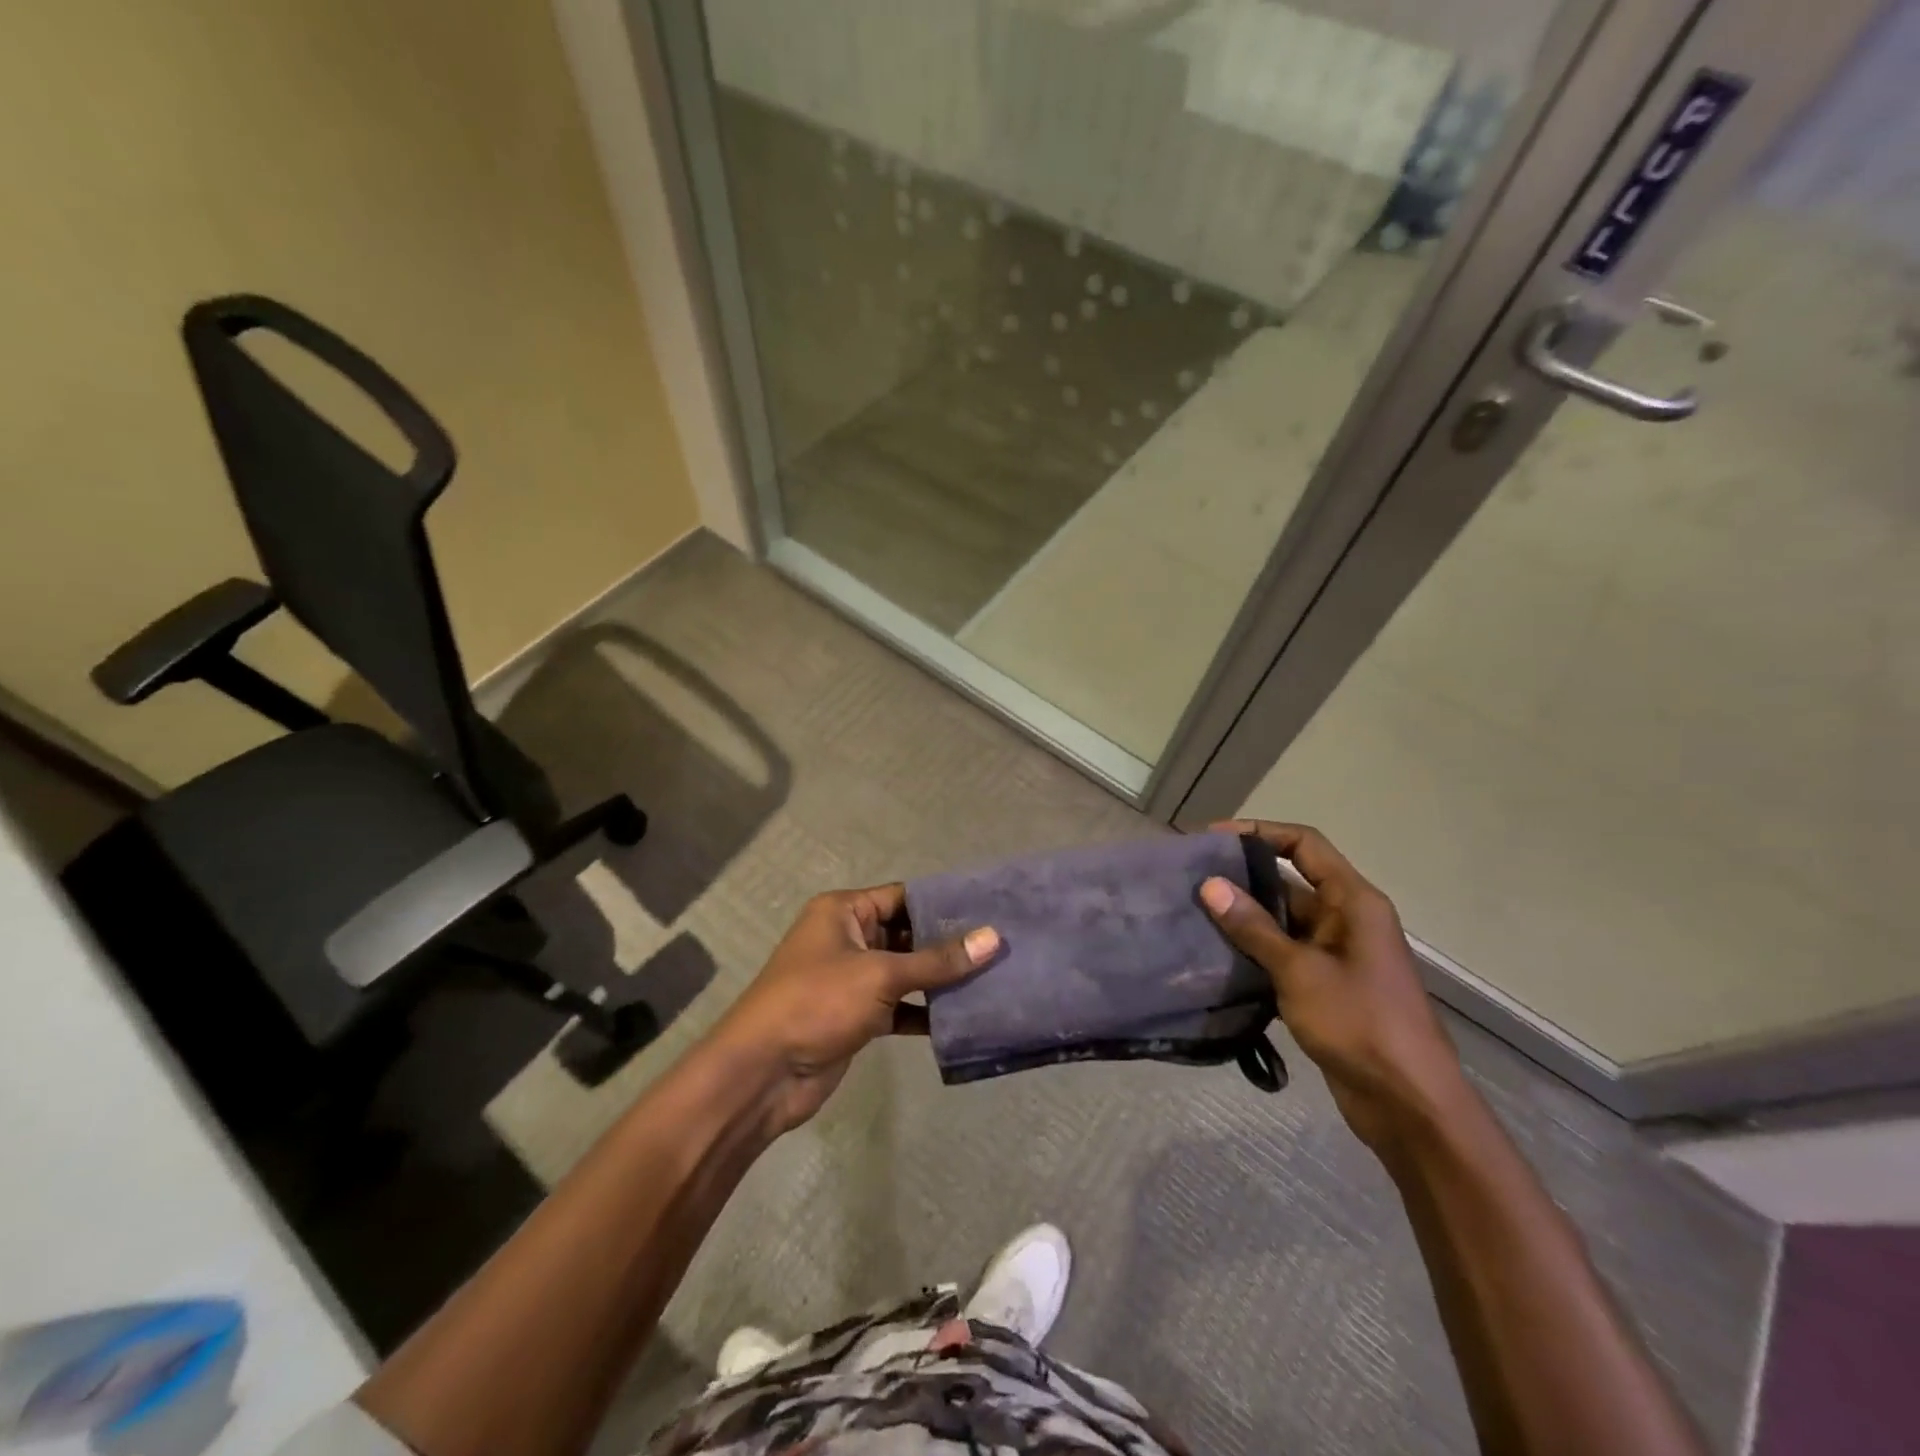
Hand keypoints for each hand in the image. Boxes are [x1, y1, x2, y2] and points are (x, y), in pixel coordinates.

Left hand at [708, 885, 998, 1135]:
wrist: (763, 1074)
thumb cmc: (817, 1003)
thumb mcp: (879, 974)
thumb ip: (937, 960)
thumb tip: (993, 938)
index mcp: (844, 911)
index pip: (903, 896)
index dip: (943, 902)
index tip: (989, 908)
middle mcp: (848, 938)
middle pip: (907, 934)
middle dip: (948, 943)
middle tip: (1000, 945)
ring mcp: (853, 979)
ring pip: (906, 971)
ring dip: (941, 979)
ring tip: (993, 977)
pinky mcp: (858, 1015)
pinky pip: (900, 1005)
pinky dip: (926, 1010)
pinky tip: (964, 1016)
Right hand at [1199, 821, 1465, 1151]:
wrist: (1408, 1104)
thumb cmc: (1360, 1024)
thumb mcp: (1300, 971)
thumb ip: (1253, 927)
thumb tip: (1210, 885)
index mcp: (1354, 901)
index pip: (1303, 845)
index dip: (1259, 832)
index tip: (1213, 839)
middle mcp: (1347, 919)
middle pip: (1290, 881)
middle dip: (1243, 878)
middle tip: (1192, 879)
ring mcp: (1337, 954)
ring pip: (1283, 921)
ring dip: (1244, 918)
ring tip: (1194, 915)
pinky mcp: (1326, 986)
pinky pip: (1284, 954)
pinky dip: (1254, 951)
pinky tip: (1216, 957)